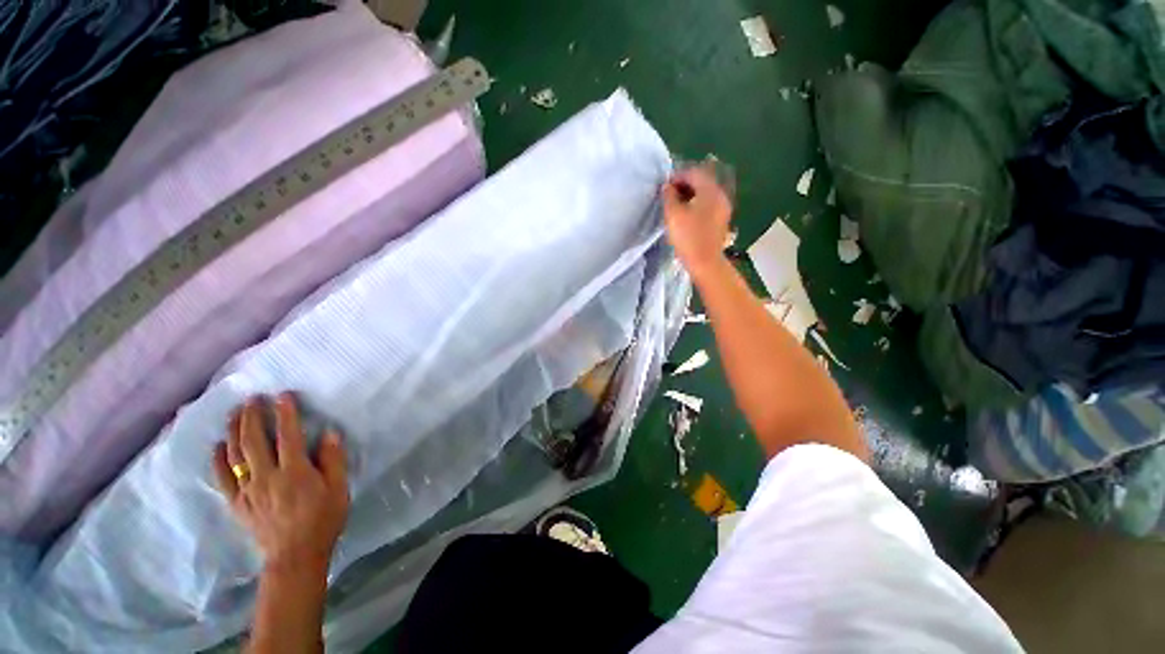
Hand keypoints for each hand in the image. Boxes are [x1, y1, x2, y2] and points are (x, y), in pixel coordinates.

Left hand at [212, 393, 349, 569]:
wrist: (295, 556)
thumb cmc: (323, 519)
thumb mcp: (339, 489)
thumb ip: (333, 460)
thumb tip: (329, 433)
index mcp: (295, 472)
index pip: (288, 435)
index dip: (285, 413)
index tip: (282, 396)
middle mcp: (267, 476)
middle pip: (254, 441)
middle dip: (252, 416)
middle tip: (252, 398)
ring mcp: (248, 490)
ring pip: (235, 455)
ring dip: (233, 431)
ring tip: (234, 413)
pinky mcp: (238, 503)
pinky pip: (223, 478)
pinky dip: (218, 460)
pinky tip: (218, 446)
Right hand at [662, 165, 732, 278]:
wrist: (705, 263)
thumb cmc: (688, 237)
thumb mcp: (673, 215)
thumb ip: (668, 196)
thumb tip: (667, 187)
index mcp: (710, 191)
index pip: (694, 173)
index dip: (677, 176)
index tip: (664, 186)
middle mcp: (720, 195)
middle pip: (702, 181)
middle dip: (684, 184)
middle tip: (668, 194)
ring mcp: (722, 208)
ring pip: (704, 194)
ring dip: (689, 195)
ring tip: (674, 205)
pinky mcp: (720, 220)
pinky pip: (707, 204)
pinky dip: (696, 204)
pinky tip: (685, 214)